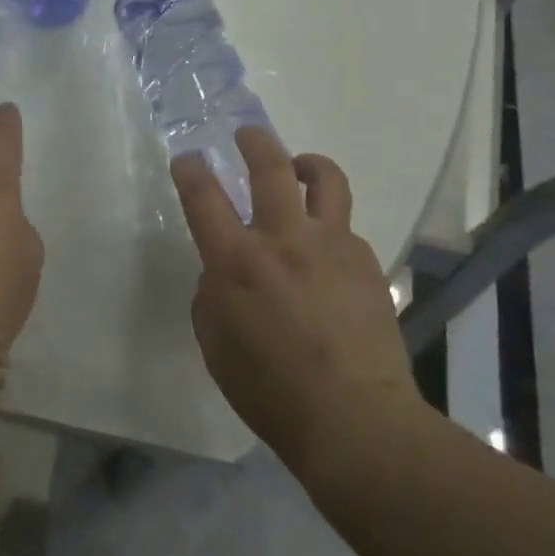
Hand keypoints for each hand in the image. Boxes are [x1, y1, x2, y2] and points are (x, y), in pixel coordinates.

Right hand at [173, 127, 424, 471]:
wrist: (356, 419)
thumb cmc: (270, 391)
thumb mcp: (216, 345)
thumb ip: (213, 296)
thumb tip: (224, 272)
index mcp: (237, 261)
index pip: (204, 196)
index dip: (190, 170)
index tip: (187, 160)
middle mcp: (284, 239)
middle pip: (270, 166)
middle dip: (254, 141)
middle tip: (247, 135)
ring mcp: (332, 246)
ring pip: (325, 179)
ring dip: (306, 164)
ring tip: (298, 168)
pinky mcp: (367, 262)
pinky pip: (345, 228)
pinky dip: (329, 228)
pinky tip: (326, 255)